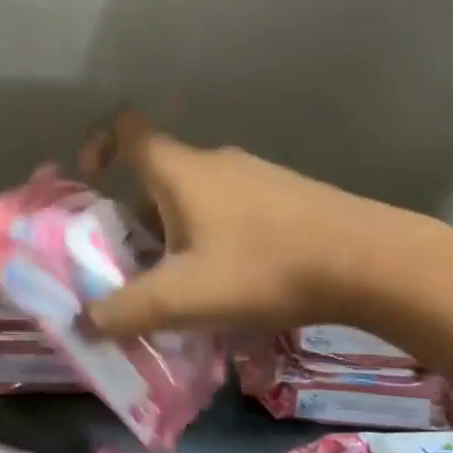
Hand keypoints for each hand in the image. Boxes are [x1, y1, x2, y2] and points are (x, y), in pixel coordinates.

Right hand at [81, 110, 413, 337]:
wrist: (370, 262)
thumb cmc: (263, 267)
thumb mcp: (183, 297)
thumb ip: (125, 311)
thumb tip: (83, 324)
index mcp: (181, 170)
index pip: (127, 128)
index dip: (98, 144)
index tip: (90, 183)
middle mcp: (214, 162)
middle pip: (157, 176)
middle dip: (134, 217)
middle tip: (132, 264)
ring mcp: (254, 176)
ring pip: (194, 196)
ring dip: (174, 232)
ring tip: (181, 283)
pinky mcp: (284, 197)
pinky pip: (228, 209)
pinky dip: (211, 236)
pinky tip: (231, 281)